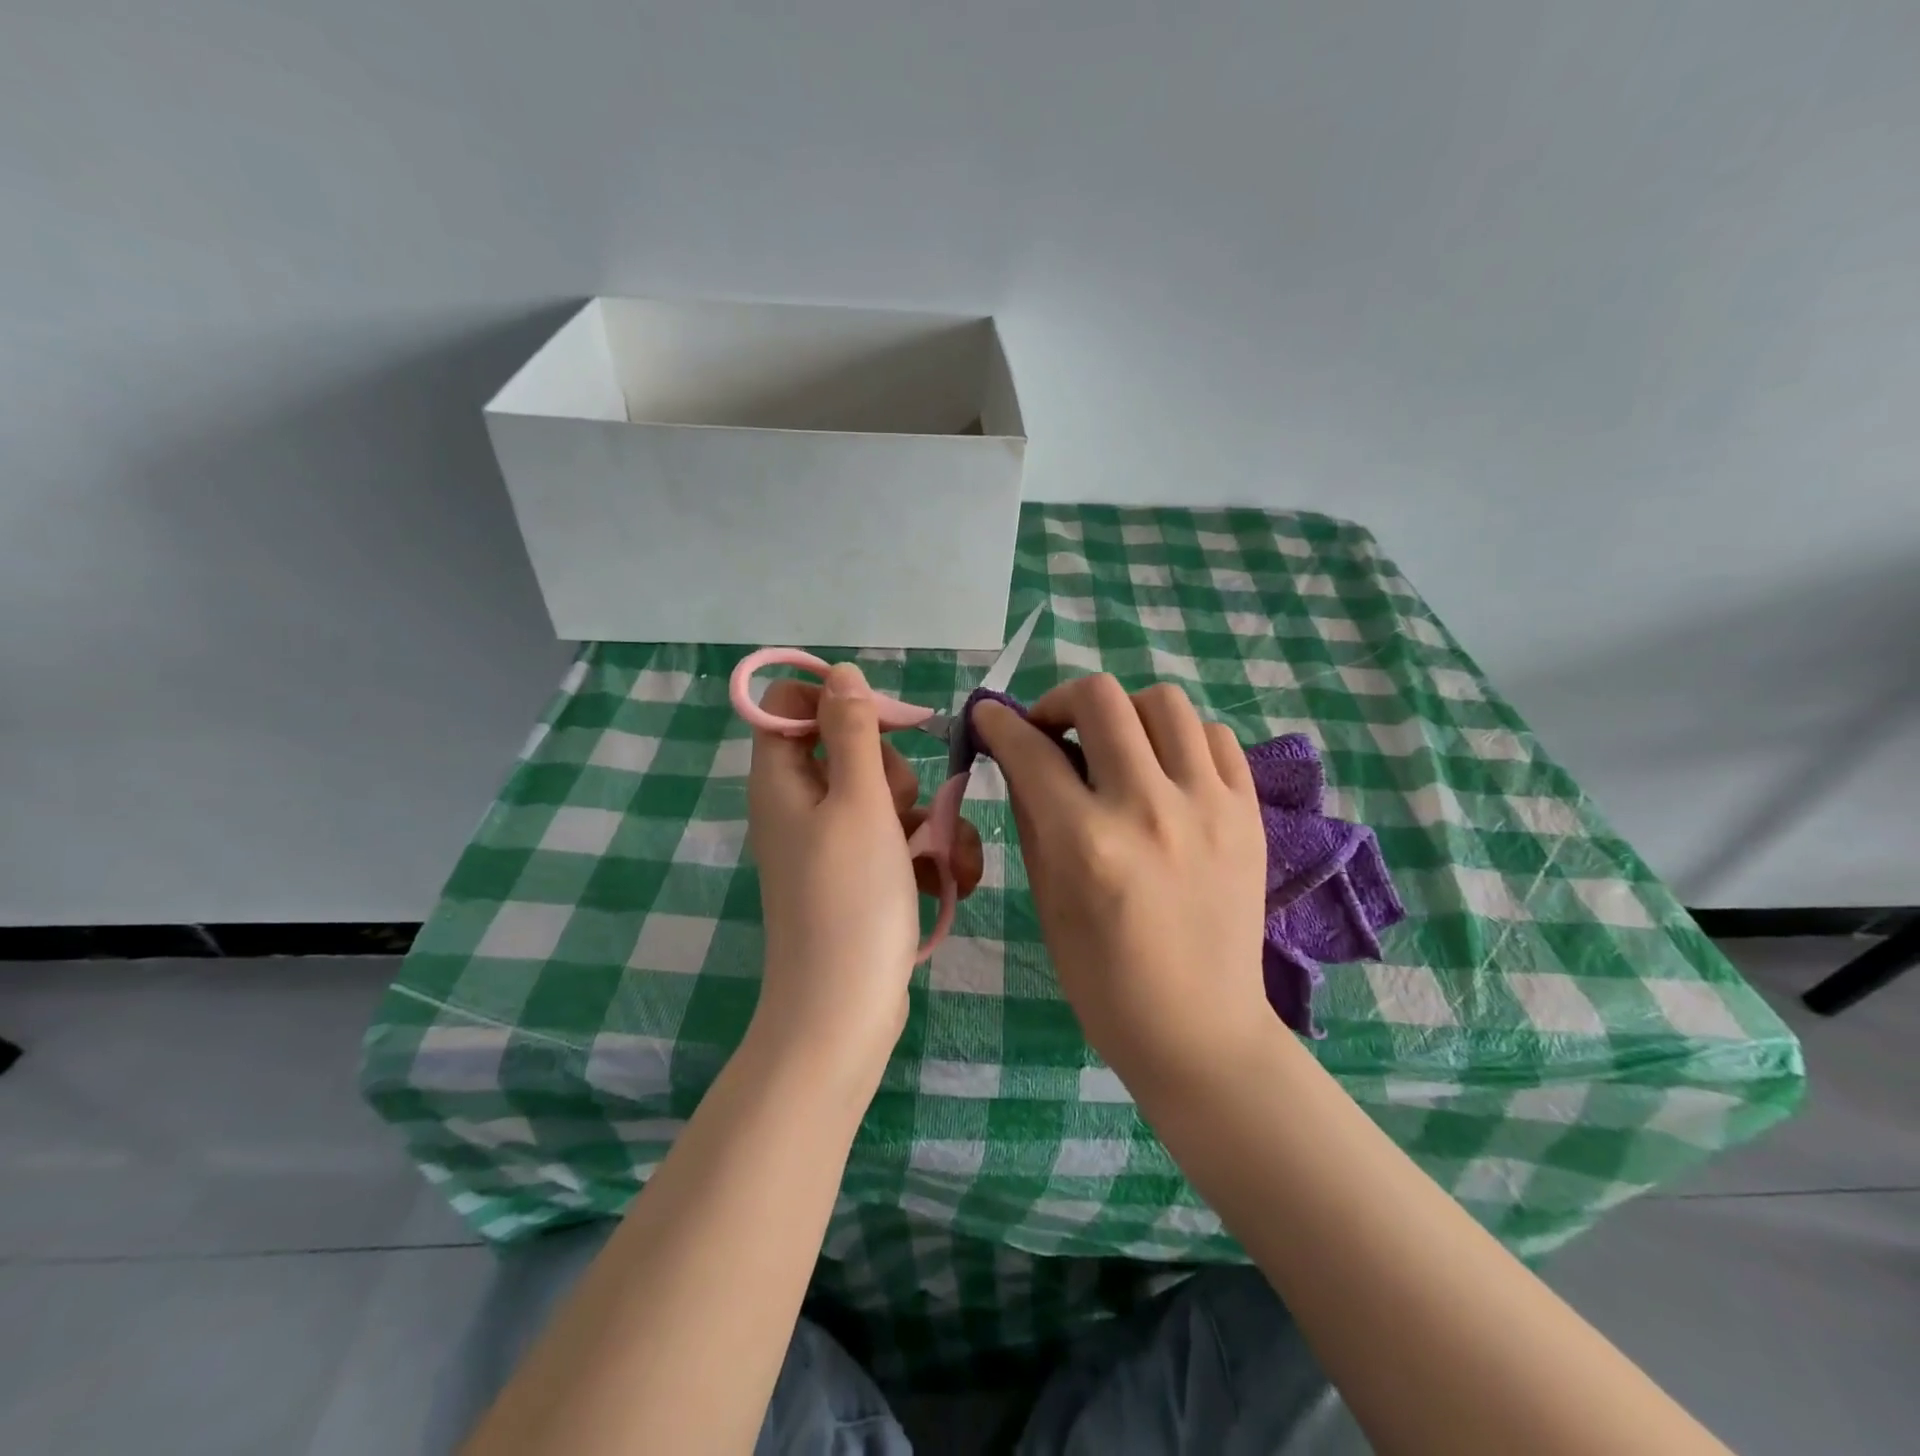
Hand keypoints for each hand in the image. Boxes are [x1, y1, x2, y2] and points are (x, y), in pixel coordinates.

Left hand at [747, 663, 982, 1073]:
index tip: (885, 722)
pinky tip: (950, 878)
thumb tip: (841, 673)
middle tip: (899, 809)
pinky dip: (924, 854)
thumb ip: (852, 732)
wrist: (846, 1012)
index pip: (790, 705)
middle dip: (893, 772)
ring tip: (940, 857)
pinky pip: (895, 840)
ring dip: (924, 818)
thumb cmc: (850, 899)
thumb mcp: (859, 802)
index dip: (837, 701)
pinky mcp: (858, 877)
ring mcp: (830, 844)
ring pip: (885, 797)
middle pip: (849, 749)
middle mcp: (799, 806)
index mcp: (781, 779)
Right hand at [974, 676, 1269, 1084]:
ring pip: (1164, 701)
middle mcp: (1149, 809)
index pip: (1030, 750)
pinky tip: (1165, 770)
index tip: (989, 718)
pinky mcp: (1249, 813)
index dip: (997, 723)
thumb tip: (1019, 757)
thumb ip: (1031, 815)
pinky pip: (1214, 737)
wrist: (1199, 1029)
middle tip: (1051, 729)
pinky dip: (1179, 739)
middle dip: (1058, 700)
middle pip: (1100, 699)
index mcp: (1087, 843)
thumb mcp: (1047, 899)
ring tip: (1114, 746)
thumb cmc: (1104, 980)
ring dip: (1124, 712)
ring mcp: (1209, 806)